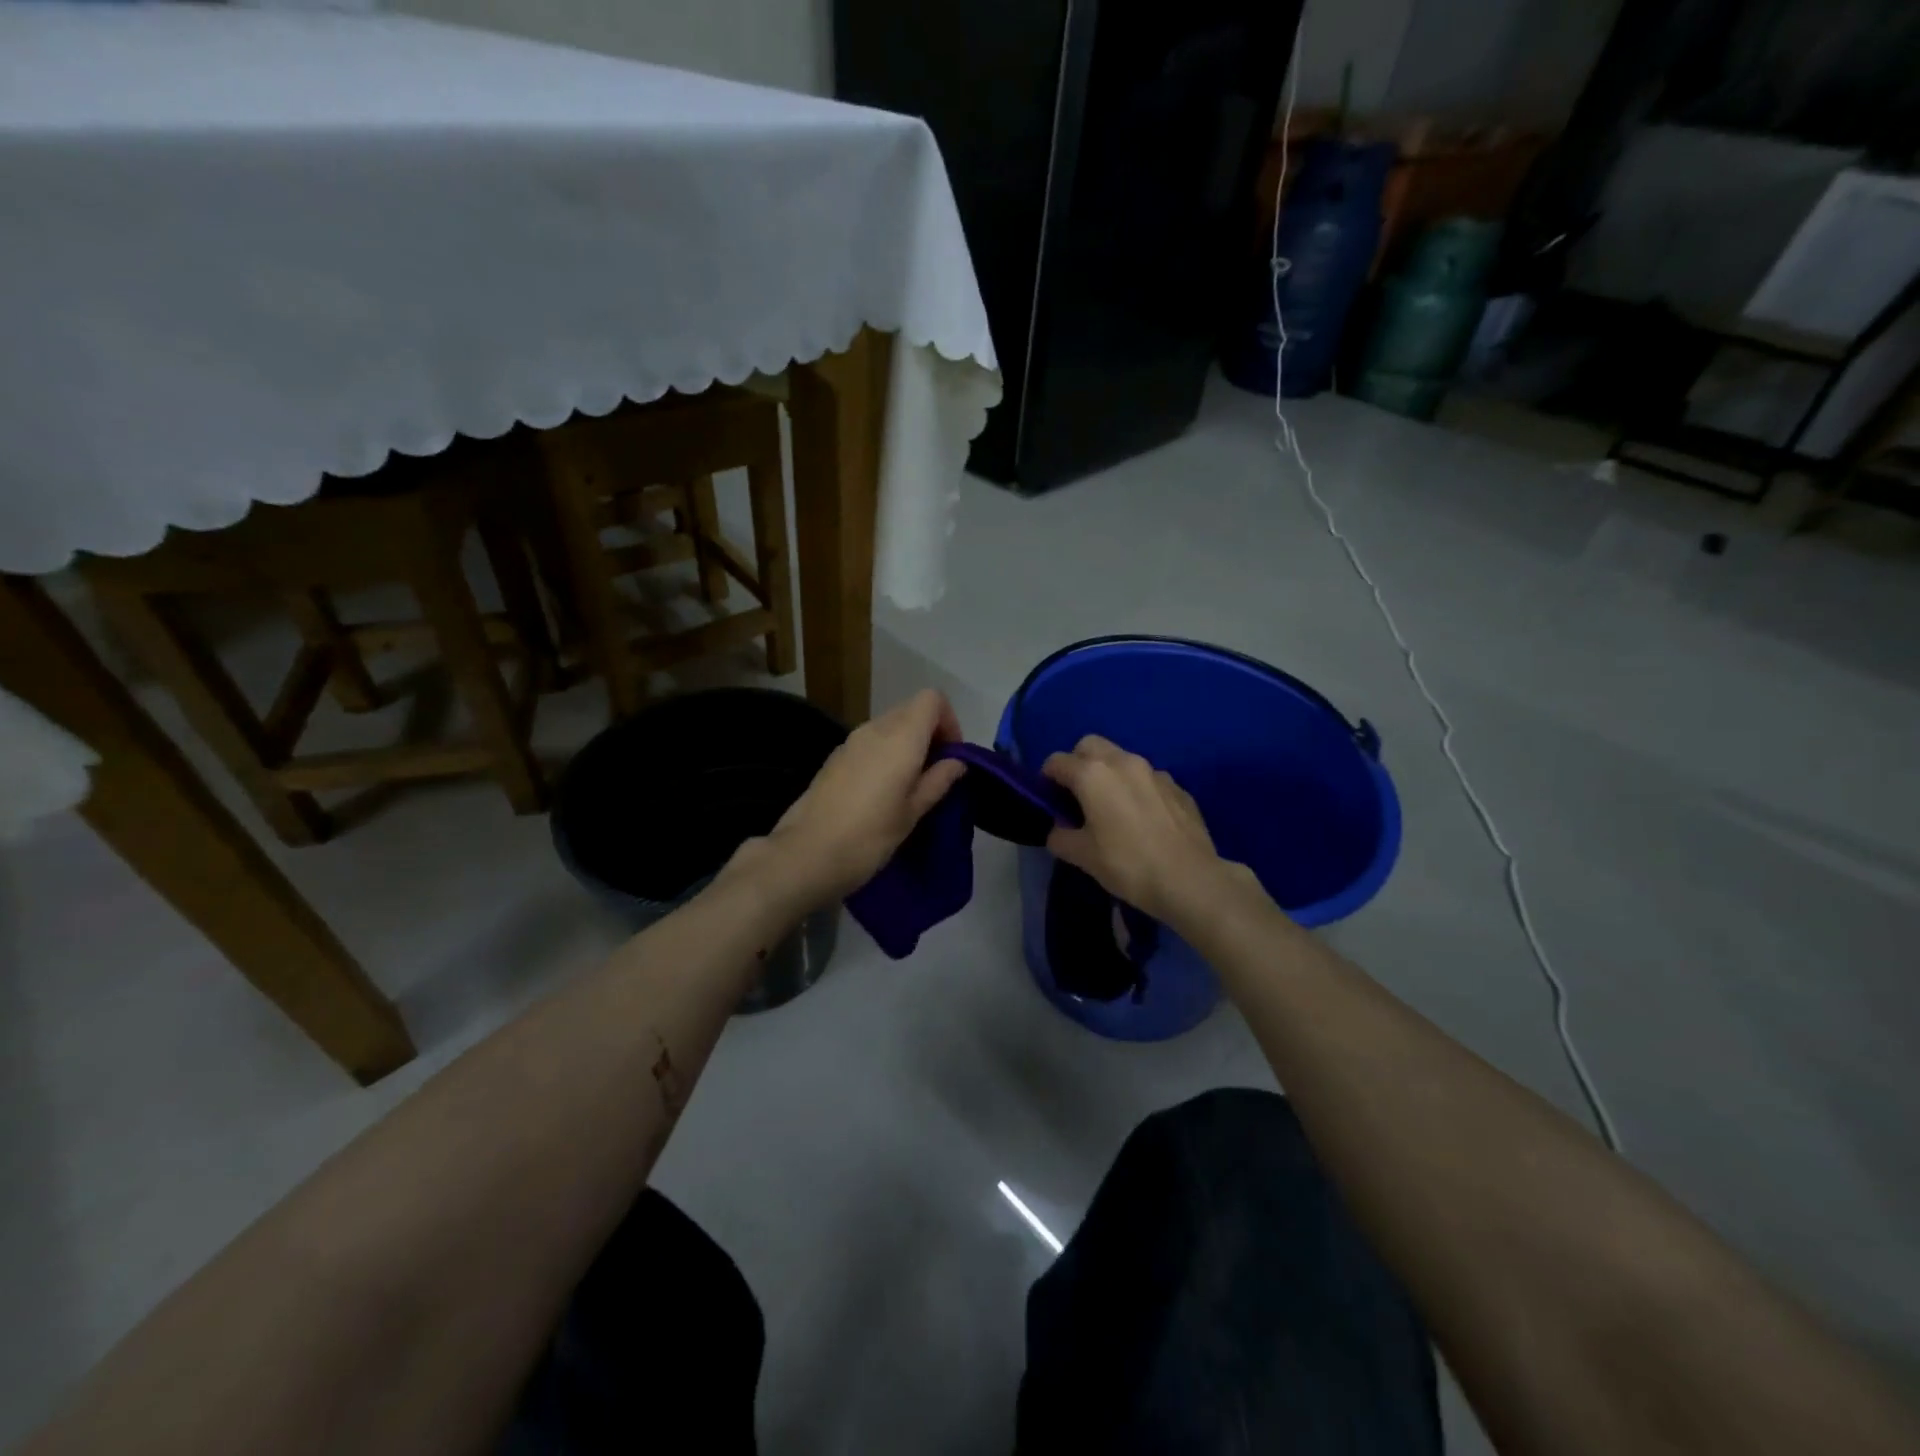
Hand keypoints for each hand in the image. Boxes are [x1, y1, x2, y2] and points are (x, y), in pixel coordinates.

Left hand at [754, 689, 966, 906]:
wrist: (806, 854)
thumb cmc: (869, 836)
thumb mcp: (913, 812)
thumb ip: (938, 780)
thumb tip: (956, 762)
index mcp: (900, 737)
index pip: (932, 699)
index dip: (949, 721)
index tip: (952, 756)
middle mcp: (875, 729)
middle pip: (911, 710)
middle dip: (930, 734)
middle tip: (935, 774)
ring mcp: (850, 741)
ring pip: (889, 726)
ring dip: (907, 745)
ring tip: (910, 786)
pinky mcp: (835, 758)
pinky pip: (870, 743)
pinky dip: (885, 755)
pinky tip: (882, 792)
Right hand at [1042, 736, 1252, 927]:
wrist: (1190, 880)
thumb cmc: (1128, 865)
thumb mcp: (1083, 856)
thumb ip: (1060, 837)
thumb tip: (1059, 829)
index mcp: (1092, 774)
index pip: (1056, 761)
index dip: (1046, 779)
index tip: (1049, 800)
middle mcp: (1123, 762)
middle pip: (1090, 745)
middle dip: (1078, 763)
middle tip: (1077, 796)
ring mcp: (1154, 771)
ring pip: (1121, 759)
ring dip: (1109, 774)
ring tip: (1111, 808)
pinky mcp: (1178, 786)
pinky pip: (1147, 778)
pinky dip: (1136, 789)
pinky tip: (1142, 819)